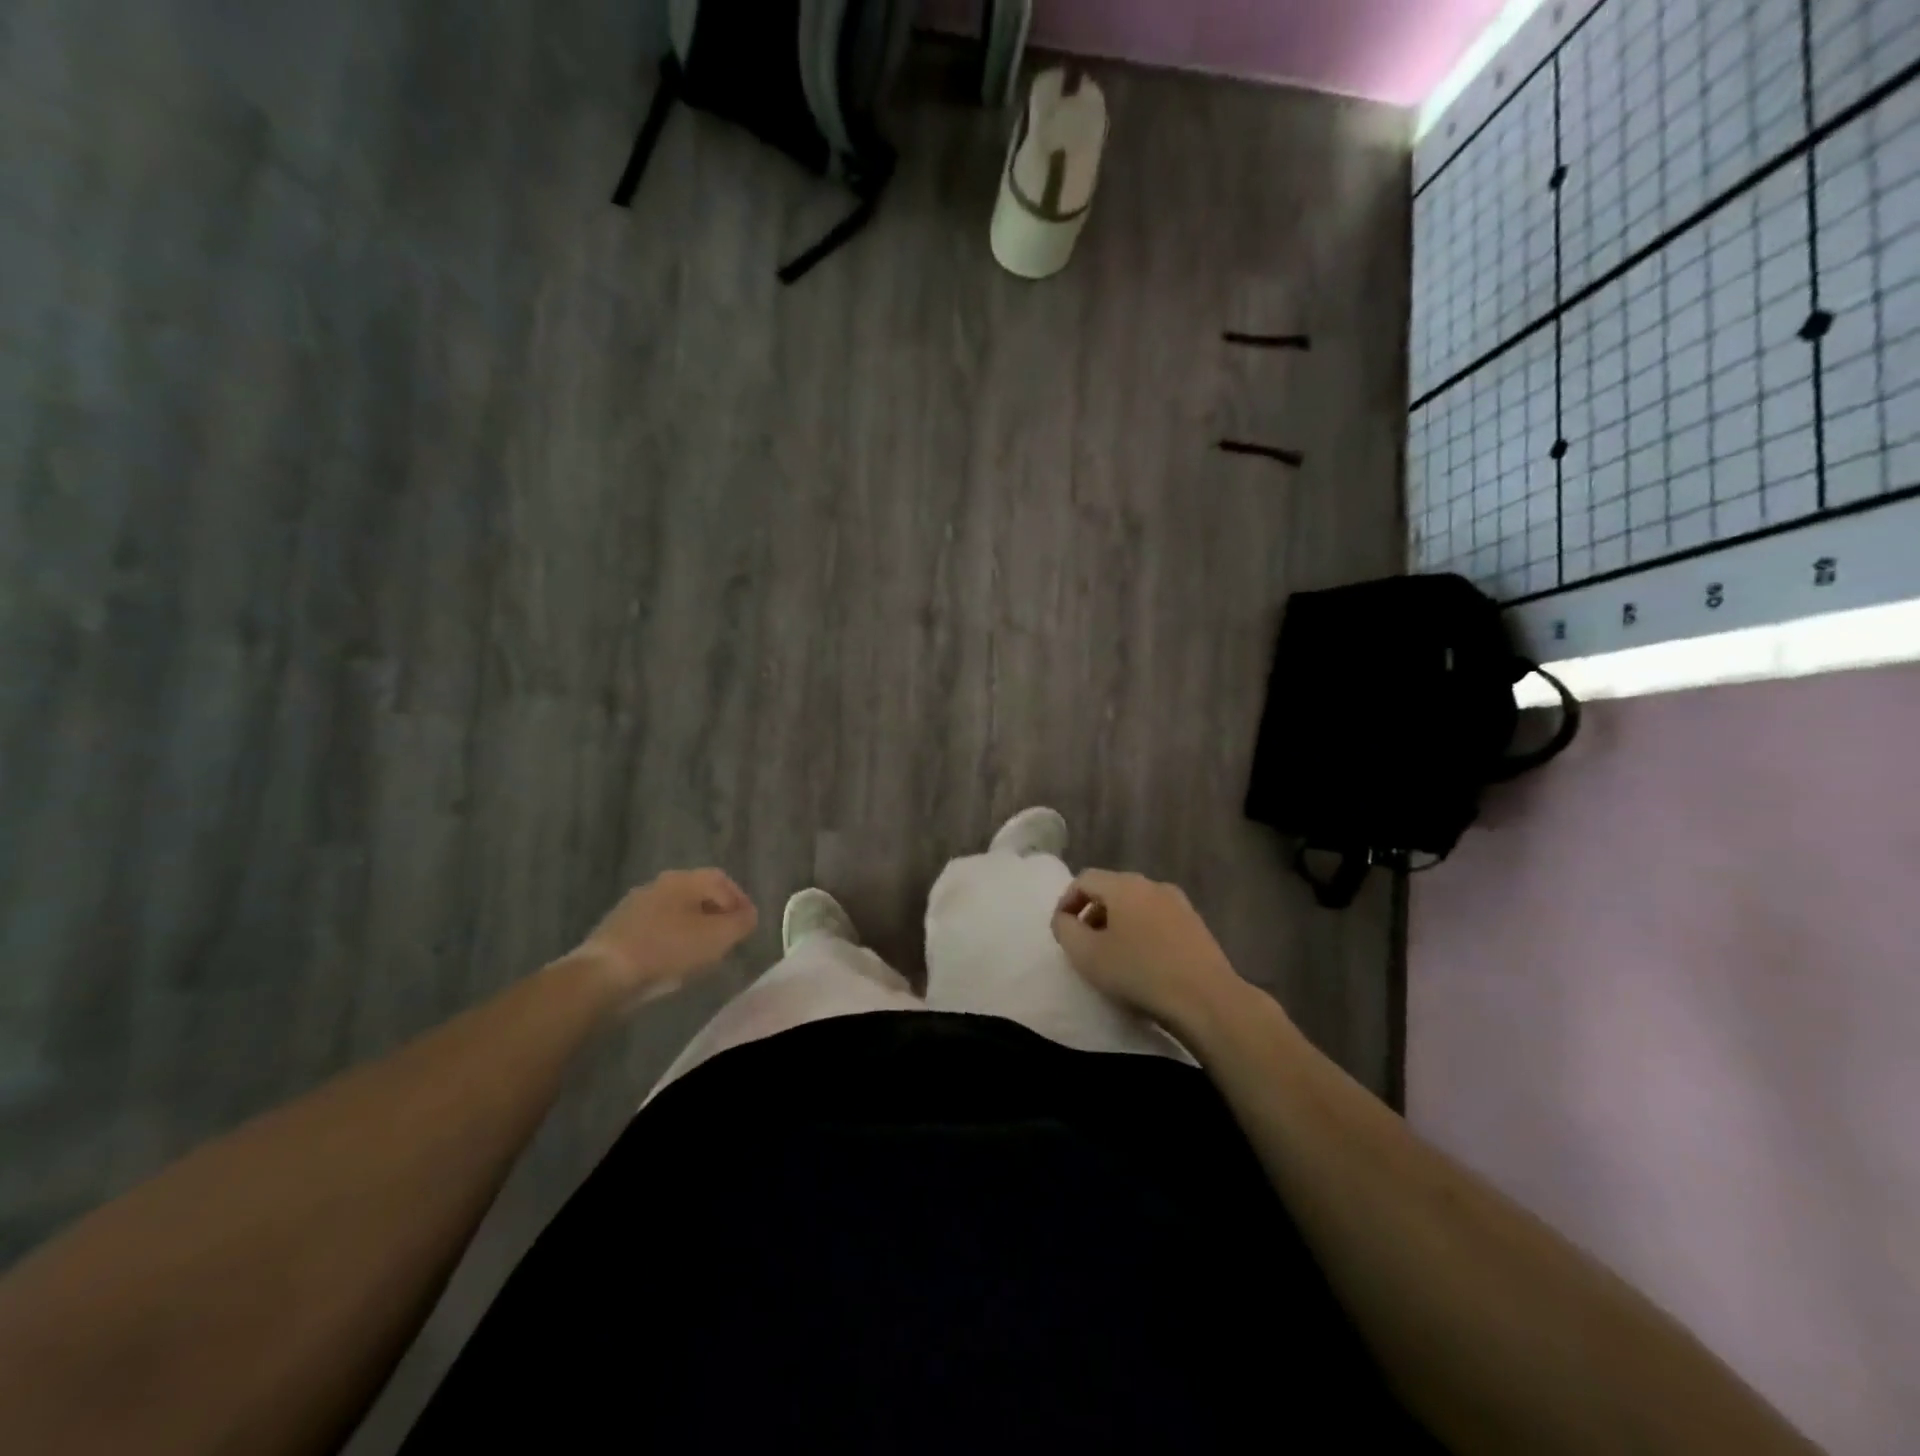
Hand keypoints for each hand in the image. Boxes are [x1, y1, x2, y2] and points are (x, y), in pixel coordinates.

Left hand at [569, 869, 757, 1002]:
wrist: (602, 975)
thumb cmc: (667, 951)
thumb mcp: (718, 938)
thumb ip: (741, 923)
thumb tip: (748, 915)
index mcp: (684, 879)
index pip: (722, 880)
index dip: (740, 901)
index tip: (748, 926)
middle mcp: (659, 884)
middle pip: (698, 894)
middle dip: (717, 914)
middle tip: (728, 938)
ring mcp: (634, 905)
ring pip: (675, 911)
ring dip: (692, 928)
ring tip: (701, 953)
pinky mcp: (617, 929)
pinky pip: (655, 928)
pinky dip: (670, 939)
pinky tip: (671, 961)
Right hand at [1050, 869, 1242, 1028]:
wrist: (1206, 999)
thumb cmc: (1139, 973)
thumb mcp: (1086, 954)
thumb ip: (1065, 929)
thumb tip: (1064, 919)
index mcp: (1124, 885)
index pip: (1085, 880)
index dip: (1067, 901)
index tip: (1061, 930)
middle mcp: (1152, 885)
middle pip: (1112, 889)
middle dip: (1092, 912)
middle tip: (1083, 942)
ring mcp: (1178, 903)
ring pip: (1136, 904)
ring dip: (1117, 922)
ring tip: (1112, 953)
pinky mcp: (1196, 924)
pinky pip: (1157, 918)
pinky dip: (1141, 930)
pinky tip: (1143, 960)